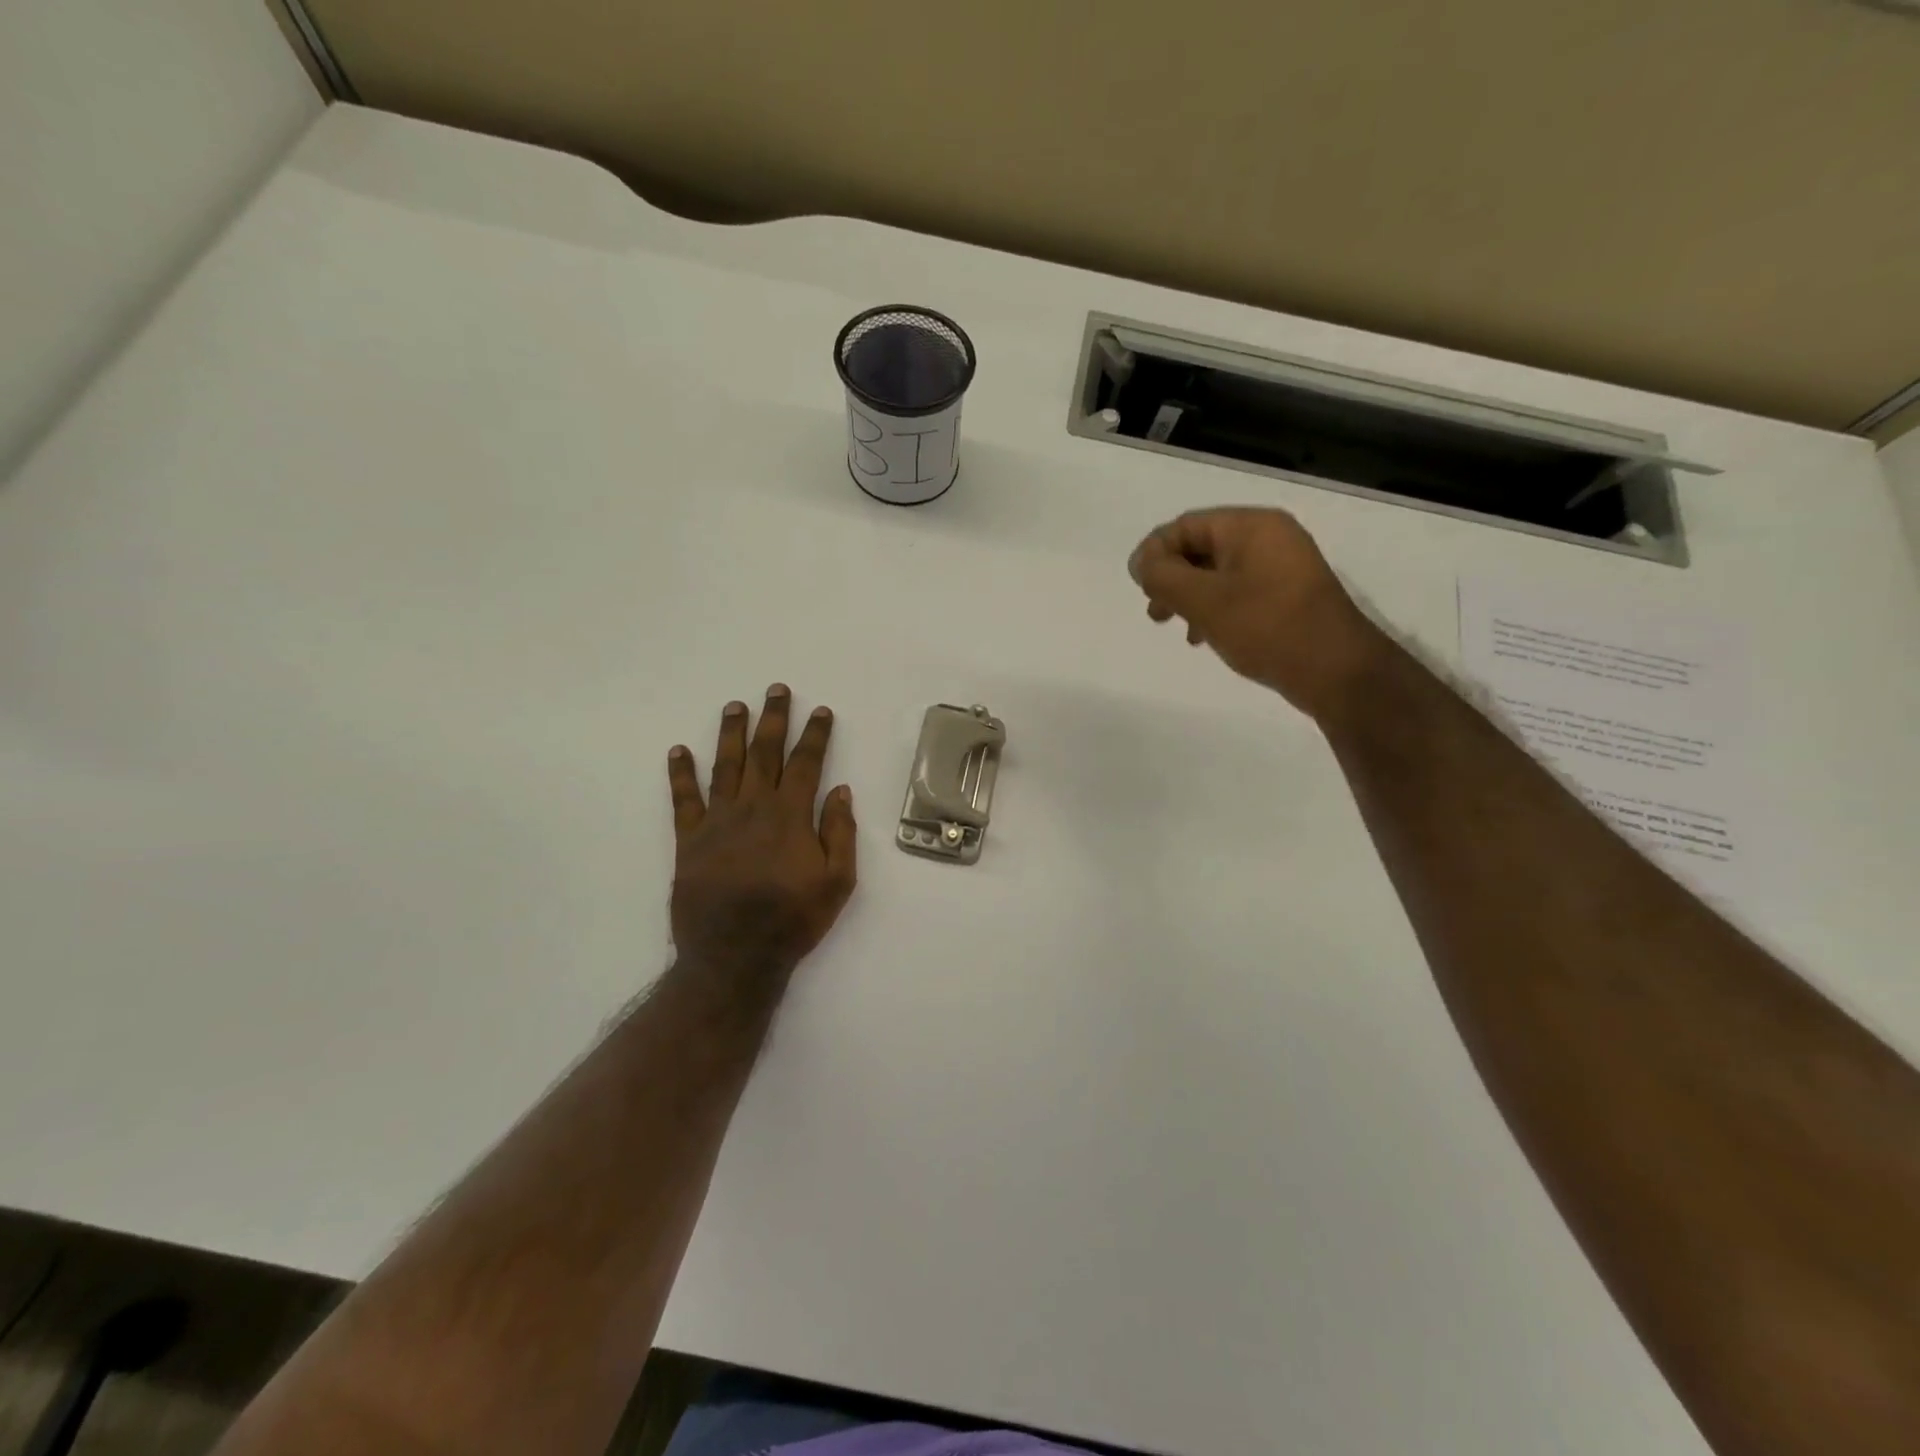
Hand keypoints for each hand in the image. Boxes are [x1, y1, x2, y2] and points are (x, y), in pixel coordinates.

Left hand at [666, 685, 857, 977]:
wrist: (734, 957)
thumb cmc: (793, 920)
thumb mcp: (837, 882)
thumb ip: (840, 833)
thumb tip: (840, 791)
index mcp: (790, 816)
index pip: (805, 763)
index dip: (814, 734)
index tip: (820, 711)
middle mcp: (753, 808)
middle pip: (764, 753)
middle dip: (773, 719)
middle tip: (776, 690)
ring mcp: (717, 821)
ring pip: (725, 765)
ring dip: (731, 733)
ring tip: (735, 706)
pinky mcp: (689, 840)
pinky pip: (683, 799)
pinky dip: (680, 773)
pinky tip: (678, 751)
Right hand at [1129, 507, 1384, 720]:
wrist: (1337, 671)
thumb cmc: (1267, 628)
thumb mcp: (1205, 601)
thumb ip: (1164, 577)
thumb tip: (1141, 563)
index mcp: (1251, 526)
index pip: (1186, 525)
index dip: (1154, 553)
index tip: (1139, 589)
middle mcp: (1268, 537)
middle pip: (1201, 546)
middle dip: (1171, 578)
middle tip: (1155, 612)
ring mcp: (1281, 566)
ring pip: (1217, 573)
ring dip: (1189, 597)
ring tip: (1176, 628)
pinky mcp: (1286, 595)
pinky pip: (1237, 591)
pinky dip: (1214, 608)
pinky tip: (1205, 636)